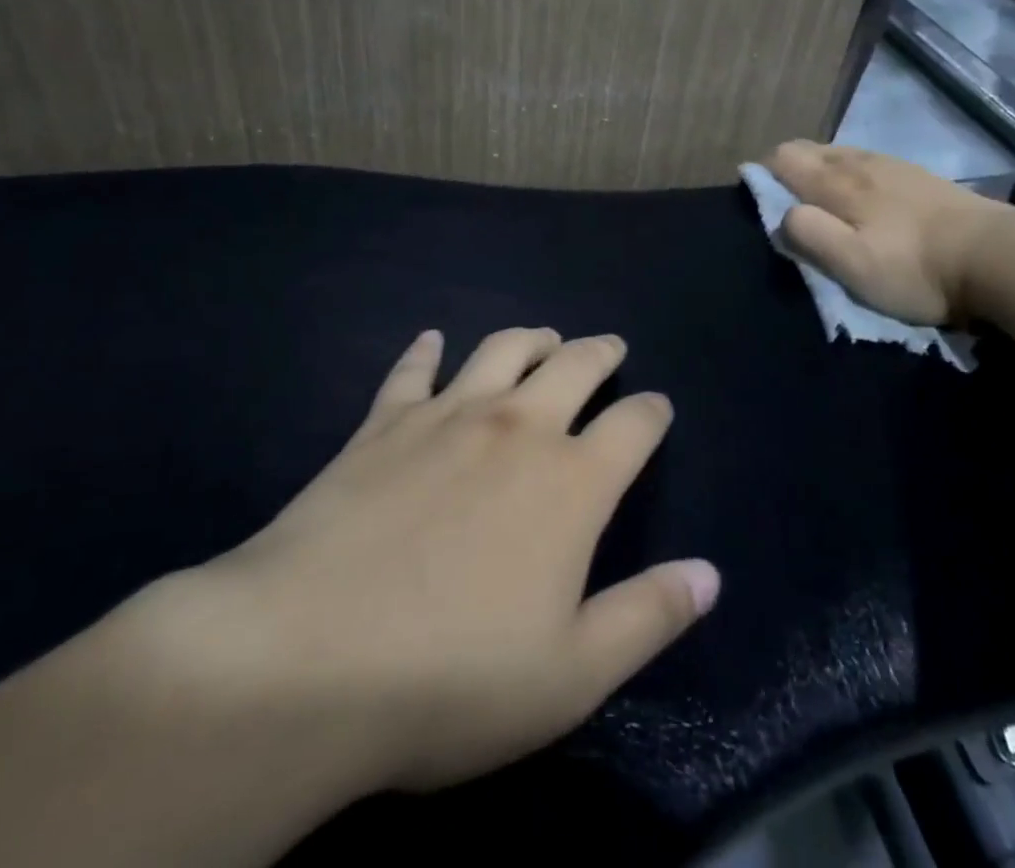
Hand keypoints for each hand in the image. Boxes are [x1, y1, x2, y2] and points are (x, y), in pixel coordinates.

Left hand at [146, 328, 718, 796]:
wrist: (305, 658)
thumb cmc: (452, 678)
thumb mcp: (572, 674)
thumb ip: (649, 616)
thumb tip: (709, 574)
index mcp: (572, 482)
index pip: (634, 426)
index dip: (653, 412)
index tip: (659, 407)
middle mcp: (517, 427)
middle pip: (574, 366)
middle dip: (600, 353)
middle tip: (610, 348)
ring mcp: (446, 416)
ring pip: (502, 349)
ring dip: (531, 337)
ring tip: (544, 337)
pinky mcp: (383, 422)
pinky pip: (413, 369)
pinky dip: (427, 350)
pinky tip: (432, 340)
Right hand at [764, 141, 1014, 324]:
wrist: (999, 255)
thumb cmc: (916, 268)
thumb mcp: (853, 265)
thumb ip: (809, 235)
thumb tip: (782, 214)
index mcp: (837, 182)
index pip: (783, 157)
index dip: (763, 174)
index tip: (762, 202)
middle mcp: (860, 163)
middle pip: (810, 149)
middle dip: (790, 169)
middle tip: (792, 207)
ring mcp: (894, 165)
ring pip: (841, 154)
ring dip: (822, 170)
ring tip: (825, 202)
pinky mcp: (920, 176)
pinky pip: (869, 162)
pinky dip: (853, 173)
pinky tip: (868, 197)